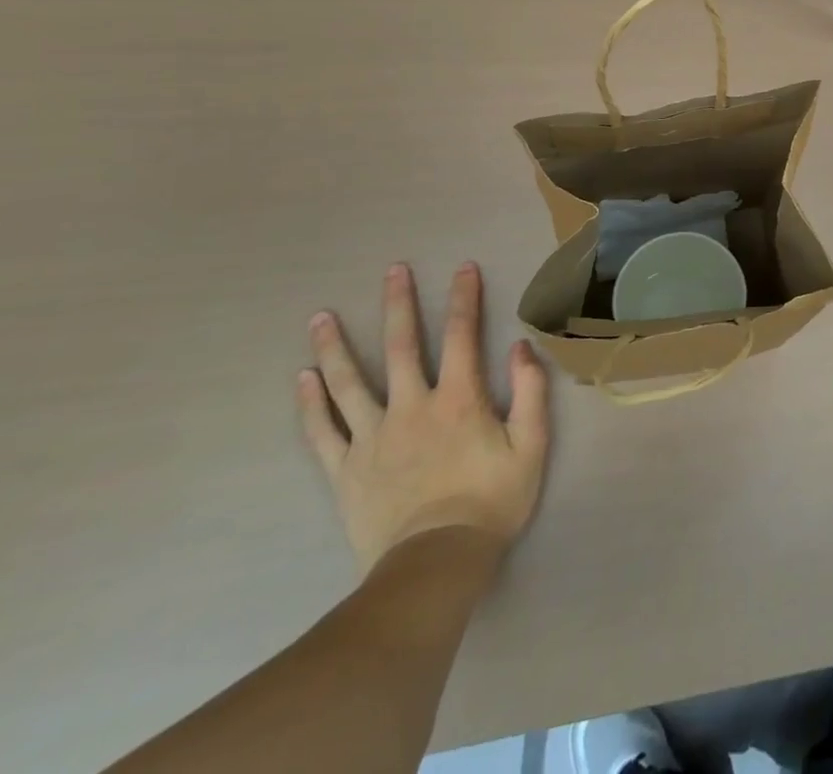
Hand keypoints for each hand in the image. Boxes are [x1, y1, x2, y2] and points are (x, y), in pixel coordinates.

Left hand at [297, 262, 549, 572]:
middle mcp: (411, 407)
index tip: (463, 267)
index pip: (463, 335)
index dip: (464, 298)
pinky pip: (323, 431)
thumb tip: (521, 346)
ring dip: (336, 347)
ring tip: (322, 317)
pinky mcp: (345, 470)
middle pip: (402, 347)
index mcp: (459, 399)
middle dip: (399, 304)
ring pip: (349, 383)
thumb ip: (529, 391)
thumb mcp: (531, 445)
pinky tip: (302, 379)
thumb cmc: (491, 501)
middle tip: (393, 270)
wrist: (434, 565)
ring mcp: (372, 438)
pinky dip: (311, 404)